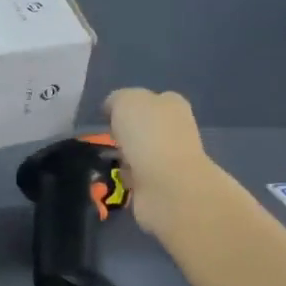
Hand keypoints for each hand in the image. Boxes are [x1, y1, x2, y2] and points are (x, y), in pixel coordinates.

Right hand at [105, 88, 217, 236]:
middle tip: (109, 140)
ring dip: (127, 157)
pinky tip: (119, 178)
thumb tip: (113, 112)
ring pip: (142, 153)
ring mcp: (172, 159)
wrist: (166, 184)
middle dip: (128, 134)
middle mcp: (176, 129)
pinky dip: (129, 178)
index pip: (150, 99)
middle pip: (146, 127)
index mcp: (172, 104)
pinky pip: (139, 177)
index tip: (110, 118)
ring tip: (110, 161)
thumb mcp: (125, 101)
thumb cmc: (147, 134)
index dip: (129, 107)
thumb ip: (118, 100)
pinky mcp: (164, 185)